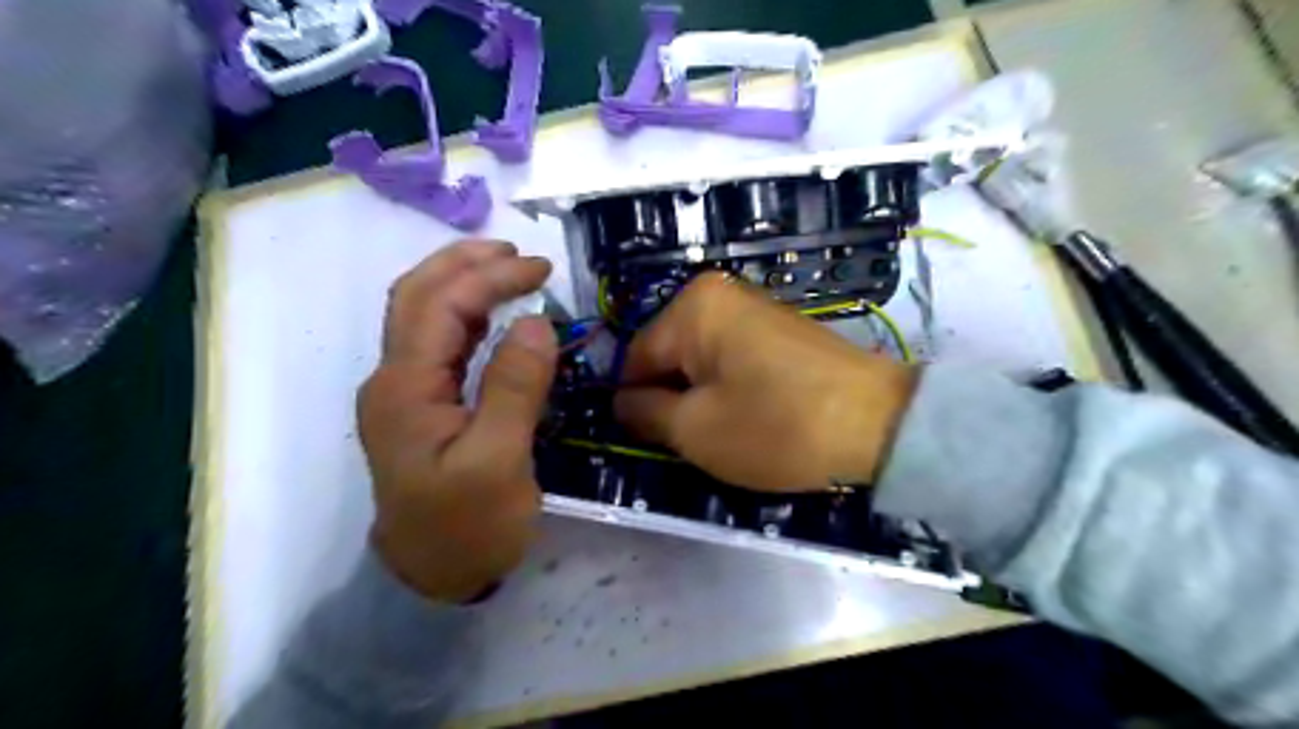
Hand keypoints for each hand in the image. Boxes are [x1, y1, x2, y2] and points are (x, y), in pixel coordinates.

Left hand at [356, 239, 553, 603]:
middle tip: (522, 255)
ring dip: (463, 282)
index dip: (491, 276)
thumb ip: (515, 387)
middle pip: (418, 296)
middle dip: (468, 263)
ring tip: (509, 268)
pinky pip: (439, 344)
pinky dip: (467, 315)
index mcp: (405, 387)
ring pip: (423, 315)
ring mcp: (404, 392)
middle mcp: (394, 379)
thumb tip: (536, 322)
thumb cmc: (466, 526)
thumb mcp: (499, 461)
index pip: (442, 304)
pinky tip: (494, 314)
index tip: (543, 270)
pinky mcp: (421, 406)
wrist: (431, 578)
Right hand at [616, 275, 917, 490]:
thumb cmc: (777, 426)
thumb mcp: (695, 430)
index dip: (637, 406)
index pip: (634, 360)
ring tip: (729, 432)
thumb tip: (621, 402)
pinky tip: (754, 417)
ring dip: (702, 399)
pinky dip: (730, 390)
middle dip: (674, 401)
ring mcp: (752, 308)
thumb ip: (642, 413)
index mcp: (692, 306)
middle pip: (667, 357)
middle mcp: (718, 294)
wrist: (879, 424)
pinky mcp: (777, 329)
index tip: (654, 442)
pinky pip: (730, 360)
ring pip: (699, 362)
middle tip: (697, 441)